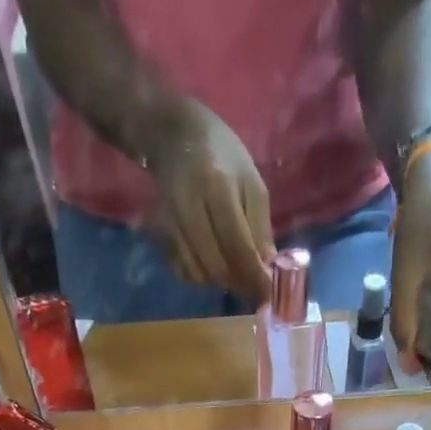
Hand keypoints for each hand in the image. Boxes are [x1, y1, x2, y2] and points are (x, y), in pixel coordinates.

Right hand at [140, 100, 275, 305]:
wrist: (171, 134)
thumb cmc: (220, 153)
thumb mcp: (250, 179)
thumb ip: (259, 225)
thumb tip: (268, 268)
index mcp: (216, 188)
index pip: (238, 247)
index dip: (255, 277)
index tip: (269, 295)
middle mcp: (190, 208)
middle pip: (218, 266)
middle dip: (239, 283)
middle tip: (254, 285)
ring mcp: (171, 223)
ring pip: (200, 274)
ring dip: (221, 281)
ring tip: (235, 269)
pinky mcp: (161, 234)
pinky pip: (184, 271)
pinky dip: (201, 276)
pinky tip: (211, 262)